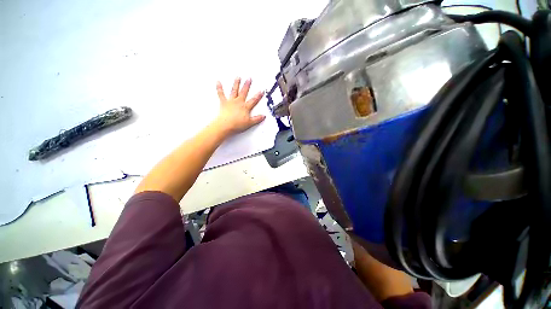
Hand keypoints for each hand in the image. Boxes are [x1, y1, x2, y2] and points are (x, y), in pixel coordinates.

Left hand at [214, 77, 265, 135]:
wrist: (226, 125)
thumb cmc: (236, 124)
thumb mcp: (250, 123)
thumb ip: (257, 119)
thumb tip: (263, 116)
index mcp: (245, 107)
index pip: (253, 100)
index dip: (258, 96)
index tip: (261, 91)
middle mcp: (238, 102)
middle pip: (244, 92)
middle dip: (247, 85)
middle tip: (249, 79)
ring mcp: (231, 102)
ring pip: (234, 91)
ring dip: (236, 84)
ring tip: (238, 77)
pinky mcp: (224, 103)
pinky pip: (221, 94)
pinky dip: (219, 88)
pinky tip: (218, 82)